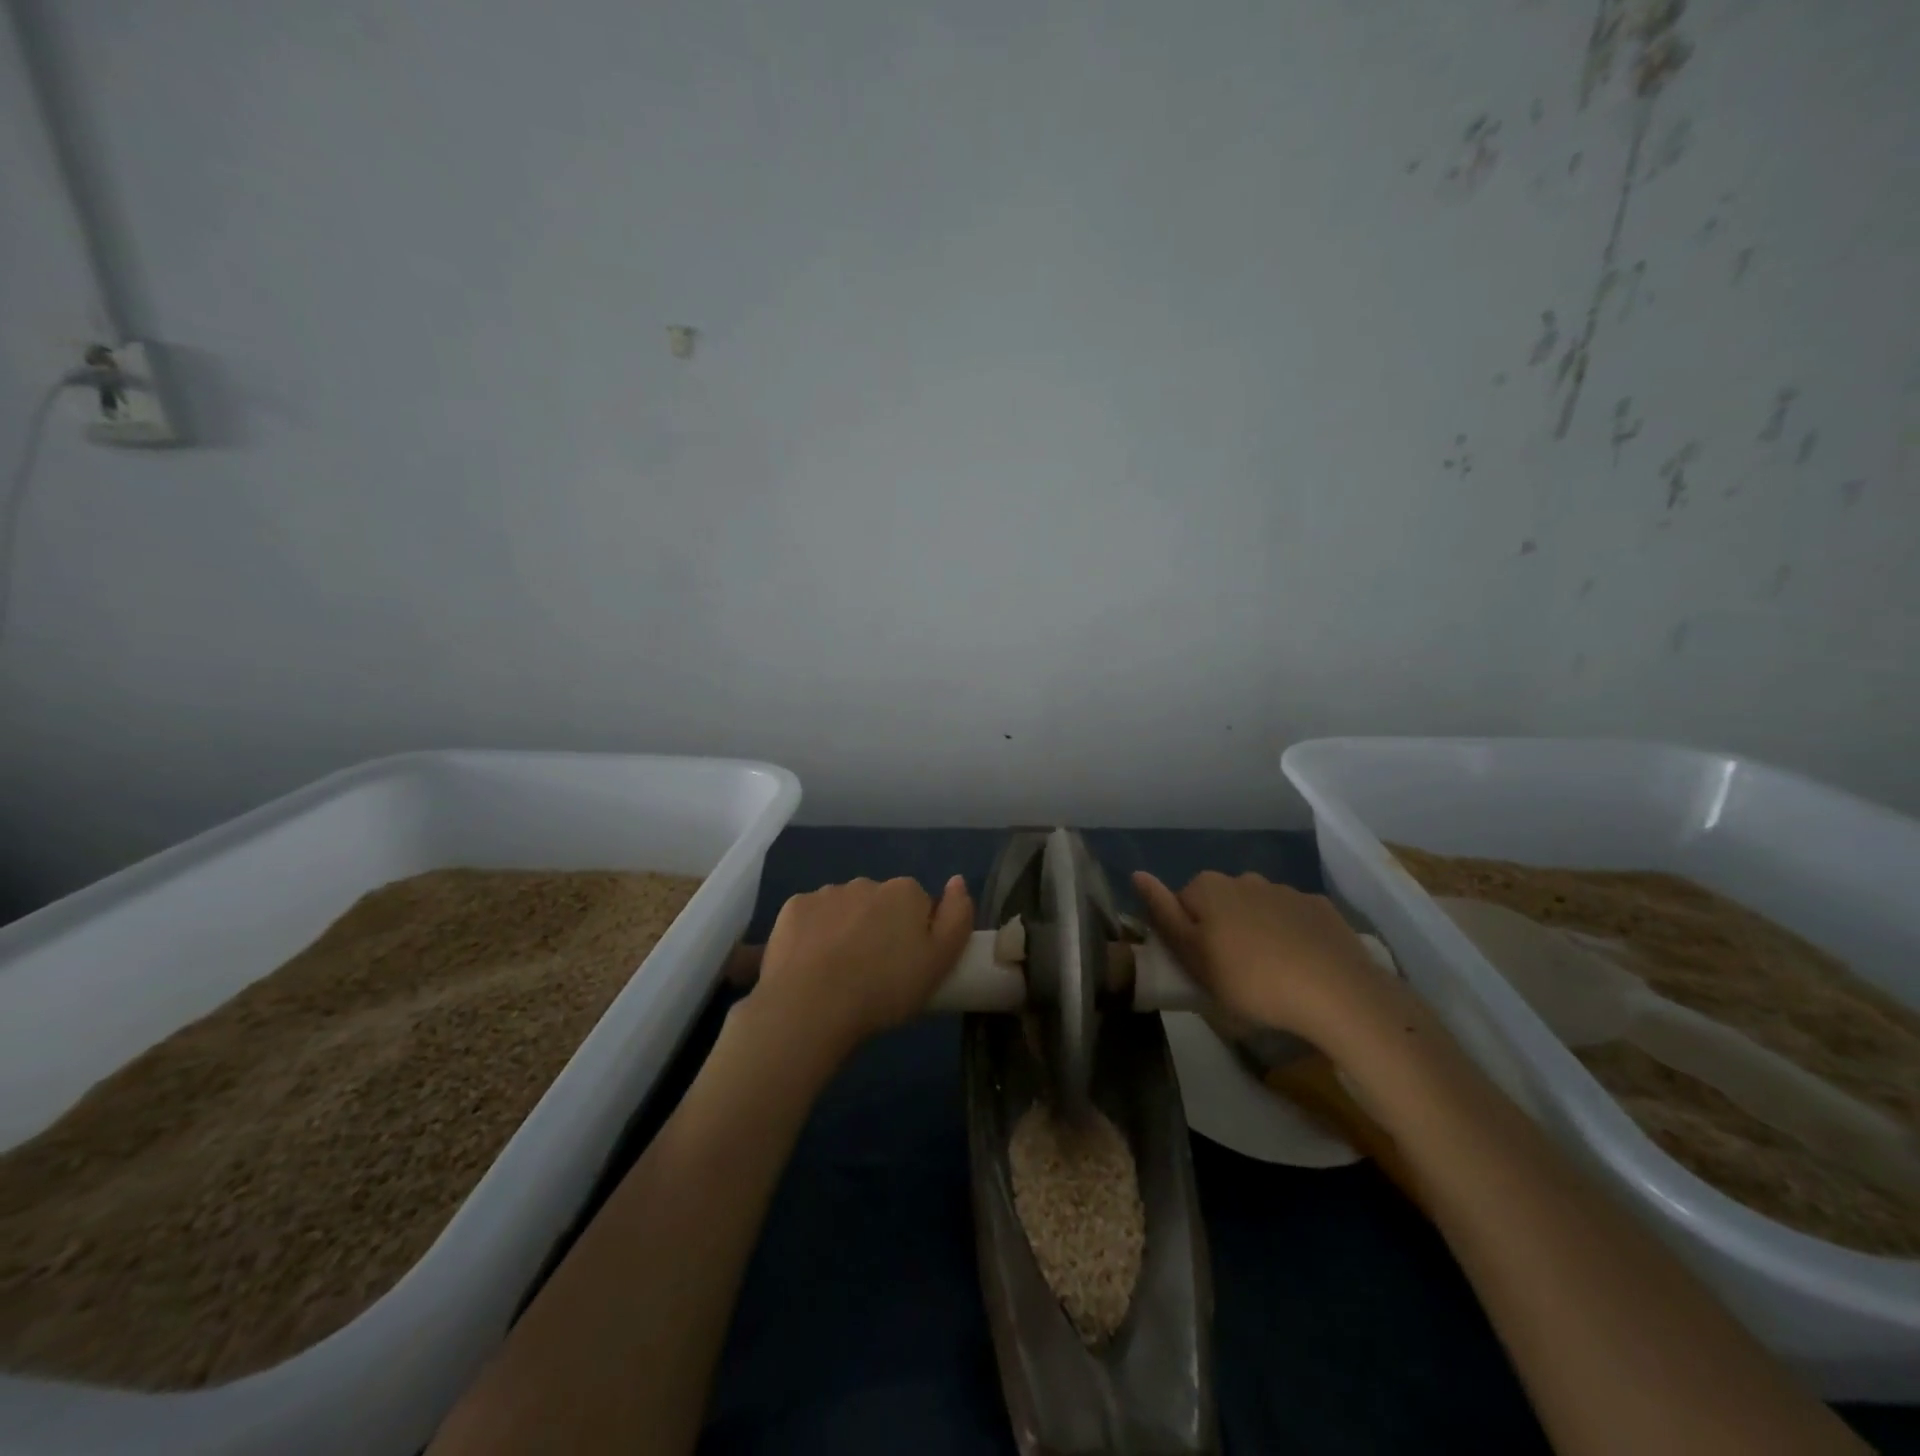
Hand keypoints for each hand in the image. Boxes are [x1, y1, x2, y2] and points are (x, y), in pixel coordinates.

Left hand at [752, 876, 974, 1058]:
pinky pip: (811, 917)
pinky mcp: (793, 908)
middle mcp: (867, 882)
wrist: (810, 1006)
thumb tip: (958, 880)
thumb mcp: (939, 963)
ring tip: (838, 974)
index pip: (918, 905)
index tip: (906, 966)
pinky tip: (809, 965)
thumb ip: (957, 918)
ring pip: (844, 909)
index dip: (915, 935)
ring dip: (846, 930)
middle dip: (879, 929)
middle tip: (873, 974)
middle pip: (880, 904)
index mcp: (905, 892)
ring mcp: (827, 893)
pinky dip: (813, 934)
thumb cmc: (884, 989)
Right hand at [1132, 870, 1400, 1042]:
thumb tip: (1137, 874)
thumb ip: (1163, 914)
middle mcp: (1245, 878)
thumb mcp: (1194, 958)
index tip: (1200, 966)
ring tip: (1270, 974)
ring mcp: (1286, 891)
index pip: (1182, 903)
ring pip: (1258, 909)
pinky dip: (1292, 935)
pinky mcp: (1321, 908)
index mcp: (1209, 888)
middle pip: (1220, 903)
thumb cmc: (1251, 980)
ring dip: (1257, 931)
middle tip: (1231, 973)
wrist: (1337, 994)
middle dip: (1222, 929)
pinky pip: (1294, 919)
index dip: (1187, 935)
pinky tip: (1302, 967)